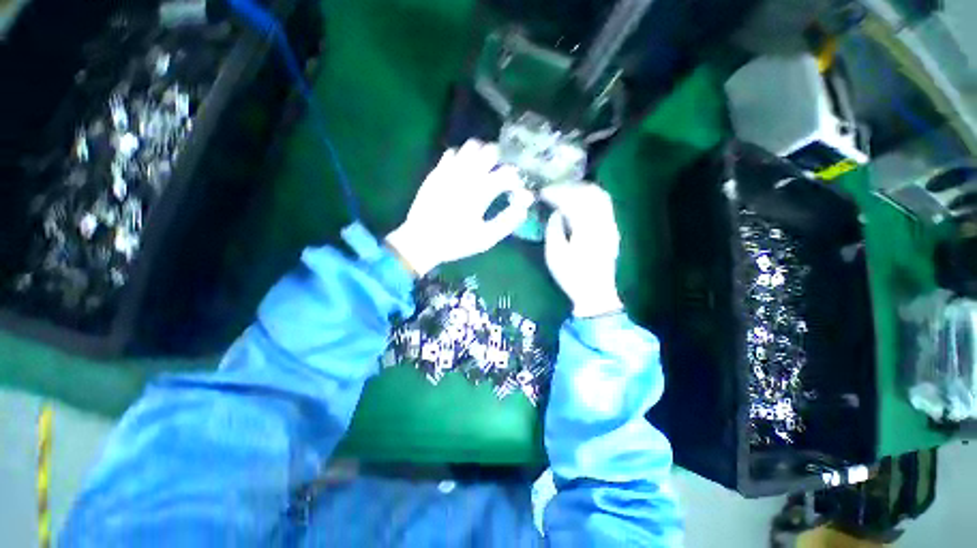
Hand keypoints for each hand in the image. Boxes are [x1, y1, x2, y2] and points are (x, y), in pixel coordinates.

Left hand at [386, 140, 533, 276]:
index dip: (517, 181)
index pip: (508, 173)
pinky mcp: (437, 171)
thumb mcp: (485, 238)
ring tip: (485, 170)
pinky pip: (452, 153)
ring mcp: (449, 170)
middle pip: (491, 150)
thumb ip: (507, 222)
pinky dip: (463, 158)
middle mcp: (466, 174)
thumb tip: (524, 208)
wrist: (420, 241)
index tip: (517, 192)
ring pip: (471, 146)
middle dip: (502, 160)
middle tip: (503, 176)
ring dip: (482, 155)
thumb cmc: (455, 242)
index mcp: (481, 191)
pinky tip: (464, 172)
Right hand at [541, 183, 623, 317]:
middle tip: (553, 189)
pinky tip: (580, 202)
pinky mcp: (612, 229)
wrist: (596, 293)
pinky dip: (590, 198)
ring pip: (599, 196)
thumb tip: (556, 213)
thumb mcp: (555, 255)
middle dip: (569, 187)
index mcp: (586, 228)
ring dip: (581, 190)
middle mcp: (602, 221)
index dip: (556, 193)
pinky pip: (604, 205)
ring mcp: (611, 224)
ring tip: (564, 191)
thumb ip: (554, 229)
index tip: (543, 192)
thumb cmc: (573, 276)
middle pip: (589, 192)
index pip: (572, 200)